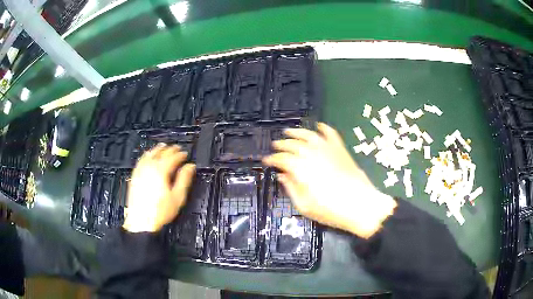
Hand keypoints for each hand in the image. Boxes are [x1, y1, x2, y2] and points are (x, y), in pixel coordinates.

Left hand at [123, 144, 195, 232]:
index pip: (172, 158)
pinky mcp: (135, 176)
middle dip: (170, 150)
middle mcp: (150, 167)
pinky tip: (148, 156)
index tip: (185, 154)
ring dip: (157, 149)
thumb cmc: (161, 211)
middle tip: (177, 148)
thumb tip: (190, 167)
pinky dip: (146, 155)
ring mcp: (140, 171)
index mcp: (161, 171)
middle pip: (161, 153)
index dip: (180, 155)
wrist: (141, 221)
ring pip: (149, 154)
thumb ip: (184, 179)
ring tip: (163, 146)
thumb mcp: (177, 197)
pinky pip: (141, 160)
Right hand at [263, 123, 396, 238]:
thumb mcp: (305, 206)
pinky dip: (324, 128)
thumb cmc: (331, 211)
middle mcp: (313, 156)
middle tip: (275, 145)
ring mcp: (328, 151)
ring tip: (289, 131)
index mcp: (302, 170)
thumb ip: (291, 189)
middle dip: (282, 144)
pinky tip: (319, 126)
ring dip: (297, 132)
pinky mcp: (341, 151)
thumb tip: (282, 176)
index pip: (282, 159)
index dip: (272, 159)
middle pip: (293, 145)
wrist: (361, 206)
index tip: (266, 160)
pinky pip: (331, 135)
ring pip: (309, 136)